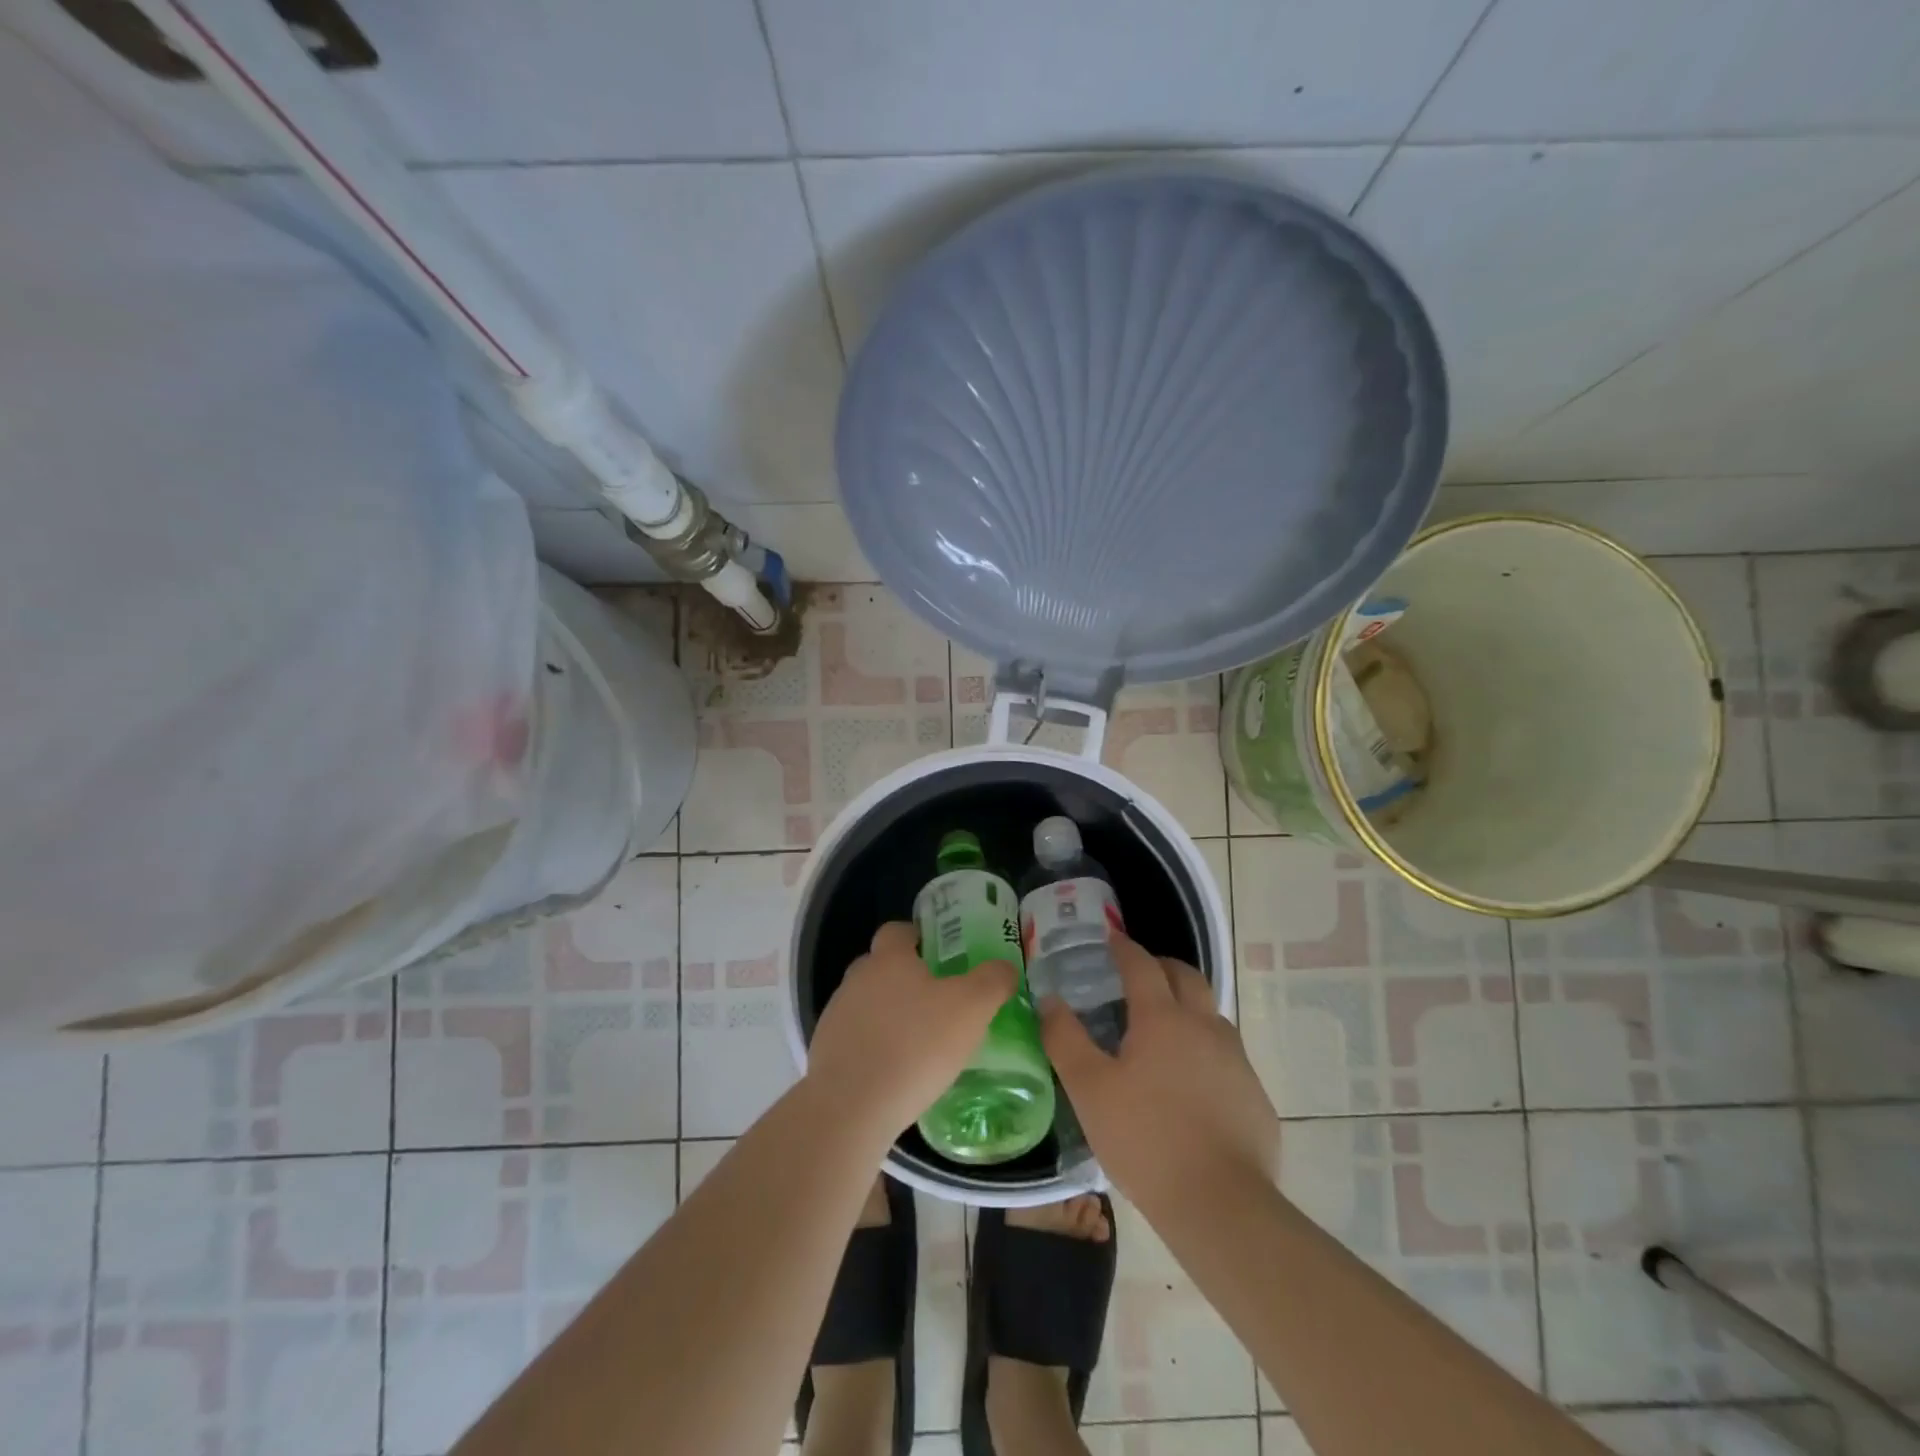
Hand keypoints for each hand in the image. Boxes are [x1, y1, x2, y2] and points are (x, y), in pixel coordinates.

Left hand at [805, 921, 1017, 1143]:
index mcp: (889, 958)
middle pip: (882, 966)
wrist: (851, 1107)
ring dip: (889, 1015)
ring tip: (919, 1042)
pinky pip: (856, 1038)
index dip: (919, 937)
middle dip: (906, 978)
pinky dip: (874, 1047)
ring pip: (868, 1003)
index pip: (898, 930)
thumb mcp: (971, 1008)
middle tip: (938, 1001)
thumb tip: (1003, 967)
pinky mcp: (826, 1052)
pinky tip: (896, 1072)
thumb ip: (992, 981)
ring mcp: (836, 1015)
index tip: (940, 955)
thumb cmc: (915, 1046)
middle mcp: (857, 978)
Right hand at [1040, 935, 1278, 1209]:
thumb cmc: (1145, 1139)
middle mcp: (1204, 1026)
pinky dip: (1205, 1051)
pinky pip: (1227, 1056)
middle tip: (1139, 975)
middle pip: (1186, 976)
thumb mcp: (1089, 1089)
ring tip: (1163, 1030)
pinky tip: (1191, 1085)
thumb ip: (1064, 1039)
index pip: (1142, 965)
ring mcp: (1236, 1060)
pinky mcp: (1254, 1094)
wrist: (1221, 1205)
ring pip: (1211, 1014)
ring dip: (1187, 1007)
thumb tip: (1049, 1000)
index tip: (1111, 939)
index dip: (1124, 948)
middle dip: (1162, 966)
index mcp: (1162, 1018)